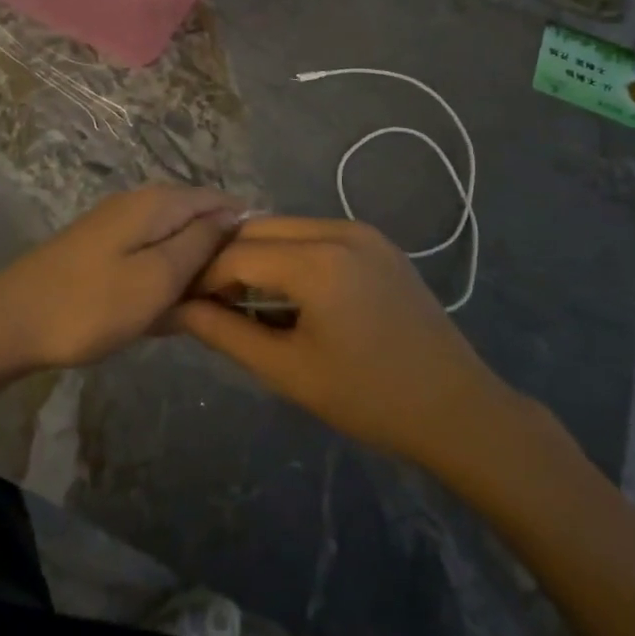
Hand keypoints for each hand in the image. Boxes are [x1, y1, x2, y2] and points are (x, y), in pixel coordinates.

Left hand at [0, 186, 241, 370]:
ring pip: (172, 243)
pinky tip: (161, 315)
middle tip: (230, 302)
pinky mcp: (100, 251)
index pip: (219, 200)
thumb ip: (200, 243)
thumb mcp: (157, 277)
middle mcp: (139, 204)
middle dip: (217, 256)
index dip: (244, 230)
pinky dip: (161, 283)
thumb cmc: (90, 305)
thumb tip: (233, 214)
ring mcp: (116, 227)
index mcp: (158, 203)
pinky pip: (147, 259)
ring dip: (188, 275)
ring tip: (197, 313)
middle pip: (196, 220)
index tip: (260, 271)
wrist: (8, 324)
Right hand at [175, 216, 514, 463]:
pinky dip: (289, 254)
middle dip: (226, 260)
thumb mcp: (288, 371)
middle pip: (258, 229)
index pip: (236, 254)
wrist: (456, 408)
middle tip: (210, 301)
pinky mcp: (377, 242)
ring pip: (285, 227)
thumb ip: (226, 333)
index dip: (203, 278)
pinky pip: (315, 234)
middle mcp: (338, 230)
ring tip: (244, 300)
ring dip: (257, 255)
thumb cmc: (369, 398)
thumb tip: (178, 308)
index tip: (183, 304)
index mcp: (318, 261)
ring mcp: (362, 231)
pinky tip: (286, 292)